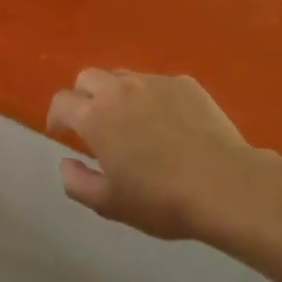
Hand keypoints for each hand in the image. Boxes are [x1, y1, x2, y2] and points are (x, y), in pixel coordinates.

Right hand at [47, 70, 258, 240]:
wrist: (225, 185)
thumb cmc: (161, 200)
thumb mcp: (110, 204)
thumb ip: (77, 183)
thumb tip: (66, 162)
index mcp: (95, 116)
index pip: (61, 101)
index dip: (56, 117)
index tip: (61, 133)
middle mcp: (119, 89)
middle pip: (88, 77)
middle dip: (84, 96)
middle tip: (95, 123)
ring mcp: (154, 82)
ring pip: (123, 76)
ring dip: (117, 94)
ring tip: (132, 121)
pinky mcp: (185, 83)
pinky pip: (158, 83)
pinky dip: (153, 97)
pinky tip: (169, 123)